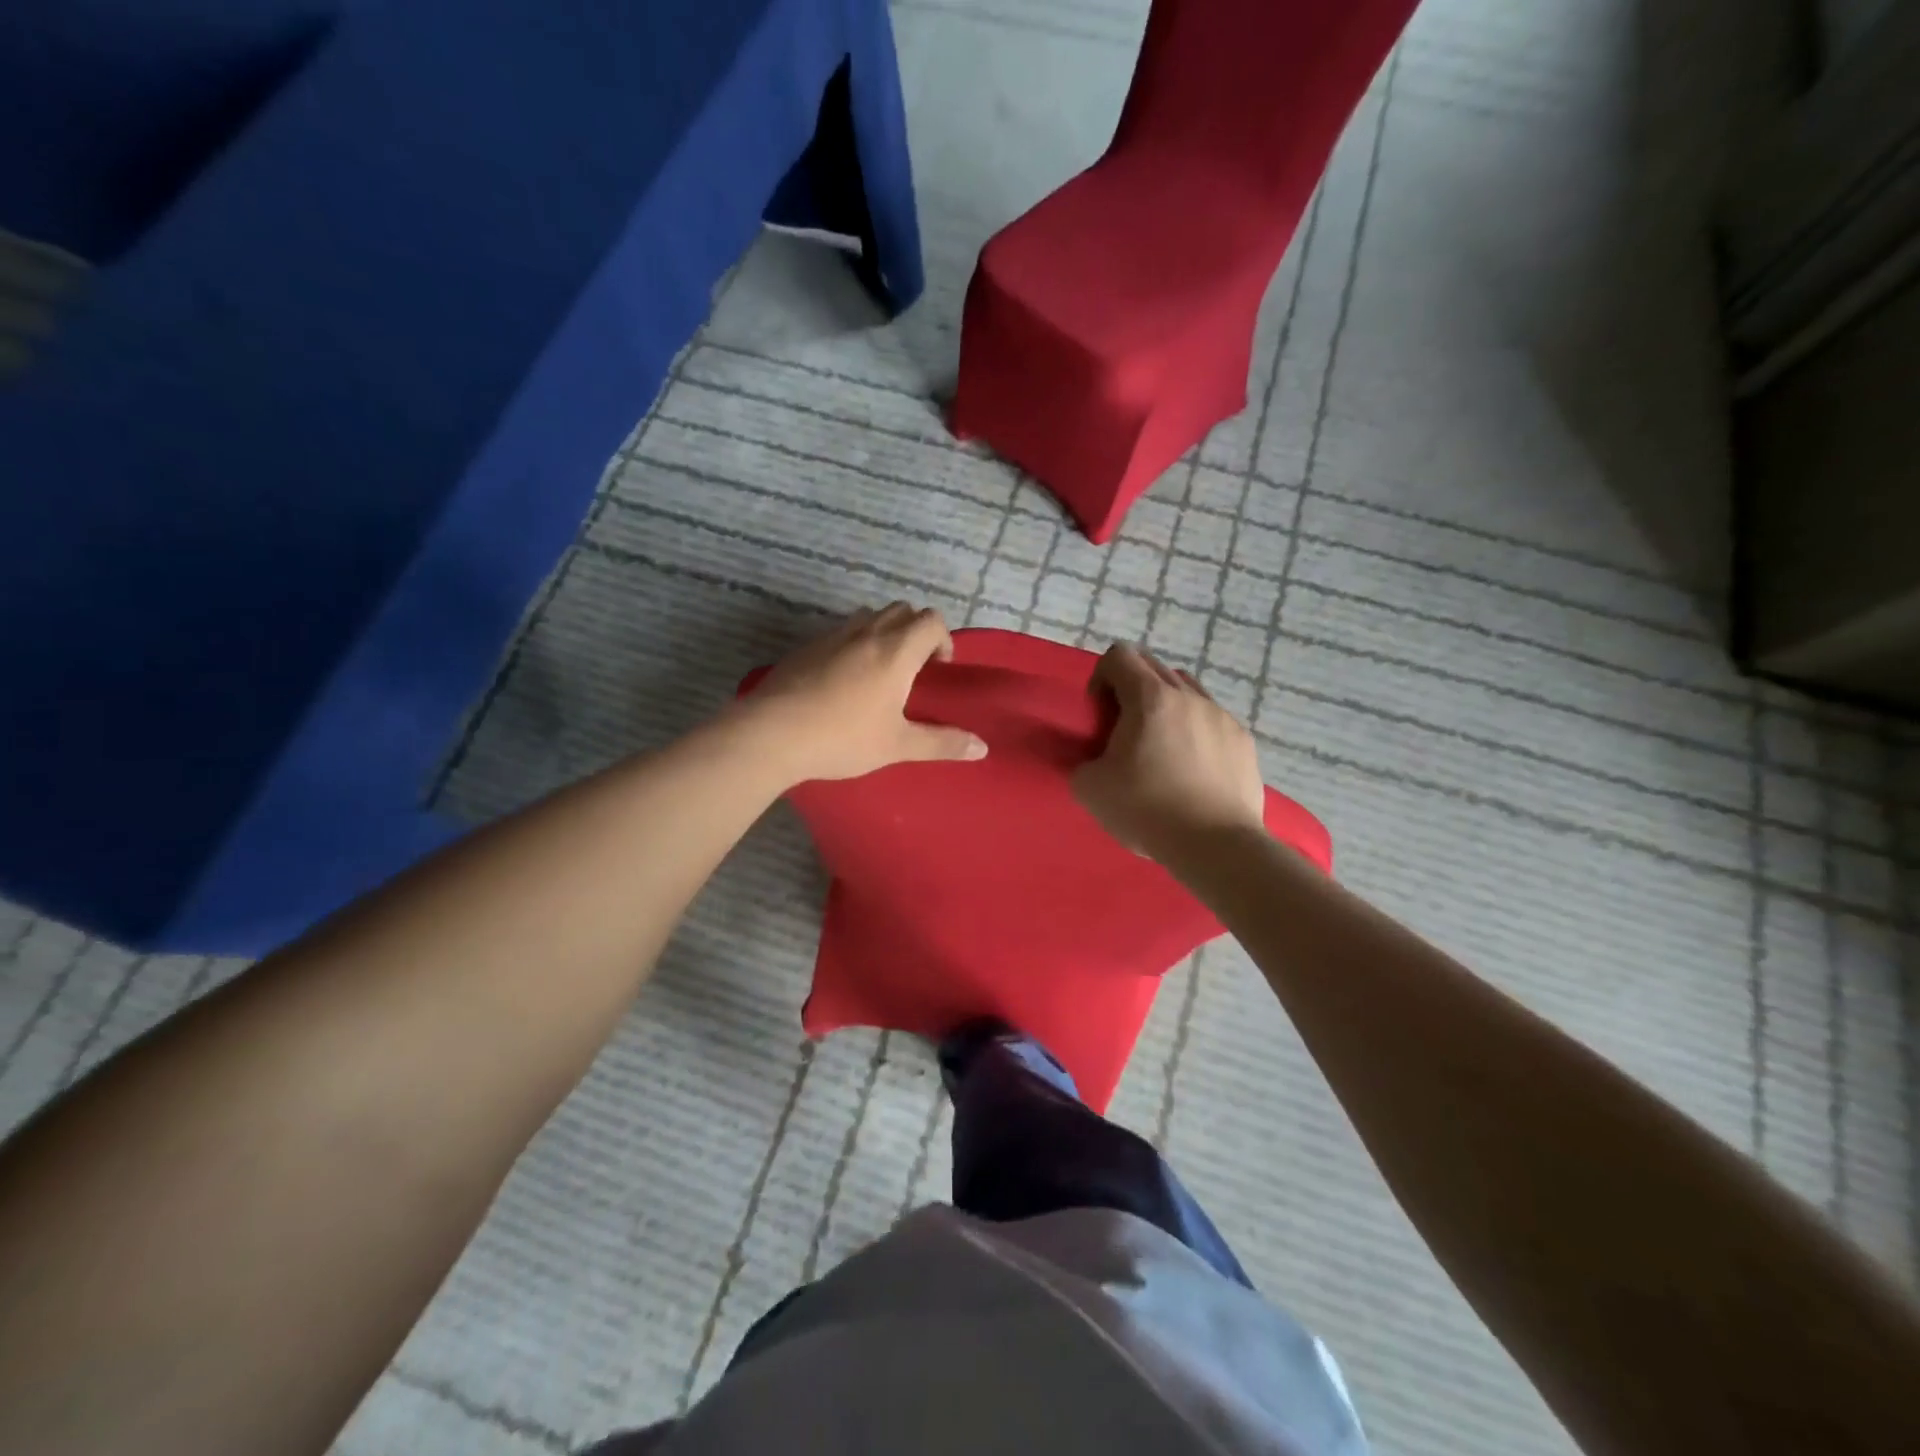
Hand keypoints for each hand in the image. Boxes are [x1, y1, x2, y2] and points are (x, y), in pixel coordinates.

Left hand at [740, 603, 987, 783]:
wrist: (772, 733)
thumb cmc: (843, 738)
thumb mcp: (898, 746)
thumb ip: (942, 744)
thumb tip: (982, 748)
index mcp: (896, 650)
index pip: (931, 621)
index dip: (943, 639)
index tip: (939, 669)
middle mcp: (867, 632)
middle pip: (902, 609)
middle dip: (916, 630)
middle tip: (914, 668)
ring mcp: (833, 635)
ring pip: (870, 616)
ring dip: (885, 632)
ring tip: (880, 670)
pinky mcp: (807, 646)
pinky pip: (841, 631)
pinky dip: (854, 643)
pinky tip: (843, 680)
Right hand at [1074, 643, 1267, 858]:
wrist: (1215, 845)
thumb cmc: (1147, 810)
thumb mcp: (1089, 788)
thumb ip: (1082, 760)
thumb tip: (1094, 759)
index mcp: (1150, 698)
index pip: (1119, 655)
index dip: (1101, 677)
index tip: (1100, 715)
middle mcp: (1189, 696)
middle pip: (1153, 667)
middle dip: (1131, 689)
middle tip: (1124, 731)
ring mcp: (1221, 716)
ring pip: (1187, 690)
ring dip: (1166, 706)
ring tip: (1161, 747)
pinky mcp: (1244, 740)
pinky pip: (1212, 720)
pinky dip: (1195, 731)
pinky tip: (1192, 769)